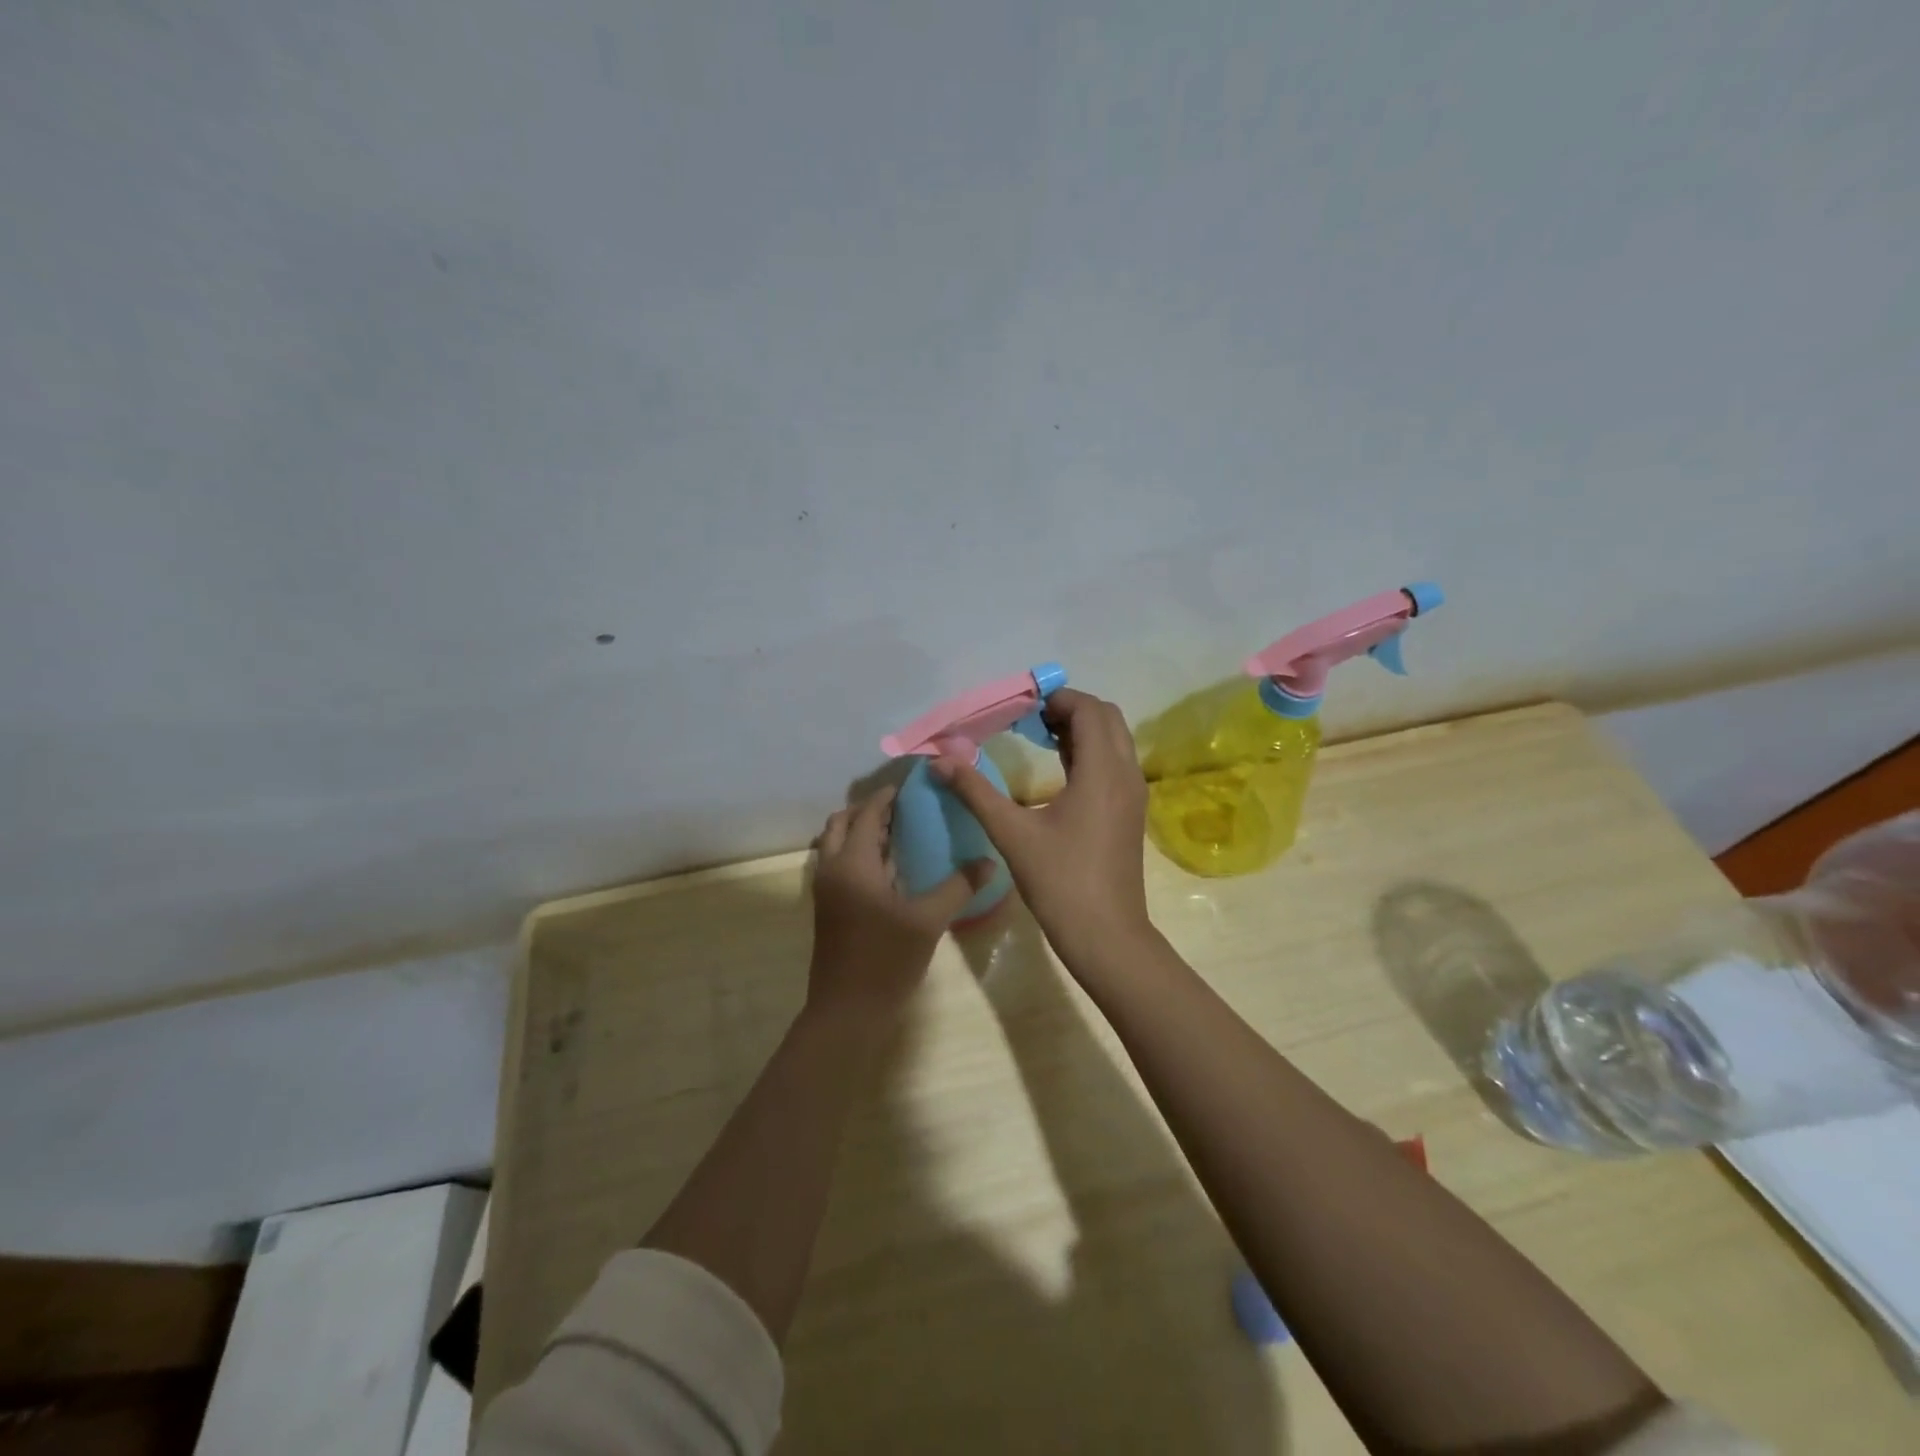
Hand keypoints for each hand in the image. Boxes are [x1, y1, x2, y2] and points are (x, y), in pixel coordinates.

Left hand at [807, 786, 993, 1021]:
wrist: (847, 1012)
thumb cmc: (885, 960)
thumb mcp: (928, 921)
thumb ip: (958, 886)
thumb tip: (989, 860)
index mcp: (852, 863)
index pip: (867, 813)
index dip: (887, 796)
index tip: (913, 785)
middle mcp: (832, 869)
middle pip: (842, 823)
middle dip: (870, 810)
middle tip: (905, 808)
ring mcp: (826, 890)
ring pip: (836, 844)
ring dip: (861, 831)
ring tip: (900, 831)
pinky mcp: (829, 908)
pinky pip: (840, 864)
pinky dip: (858, 854)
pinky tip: (891, 867)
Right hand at [931, 688, 1151, 963]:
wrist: (1106, 935)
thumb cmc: (1060, 882)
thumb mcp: (1011, 834)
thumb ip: (975, 791)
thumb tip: (940, 761)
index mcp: (1102, 771)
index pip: (1089, 710)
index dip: (1057, 699)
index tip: (1022, 707)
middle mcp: (1126, 774)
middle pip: (1107, 718)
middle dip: (1070, 710)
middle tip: (1030, 721)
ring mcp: (1133, 794)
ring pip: (1115, 741)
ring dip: (1082, 730)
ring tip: (1040, 738)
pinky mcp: (1131, 813)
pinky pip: (1116, 764)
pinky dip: (1091, 753)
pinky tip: (1060, 771)